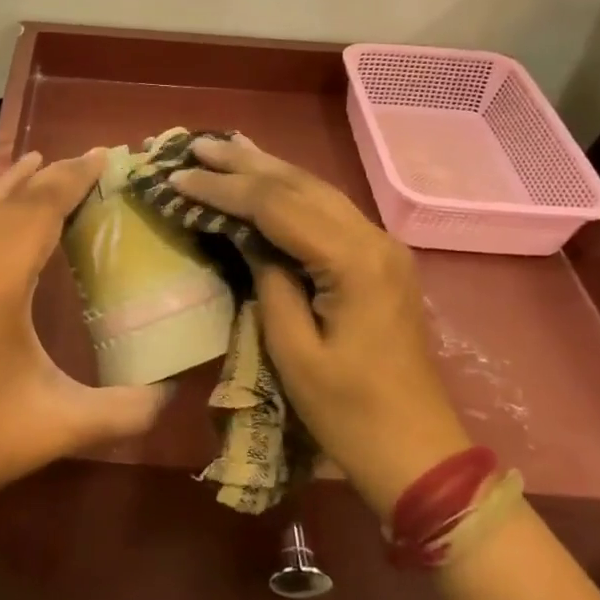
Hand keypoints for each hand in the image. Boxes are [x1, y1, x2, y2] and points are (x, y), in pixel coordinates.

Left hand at [0, 149, 170, 532]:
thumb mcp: (66, 424)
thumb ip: (130, 408)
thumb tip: (177, 394)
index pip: (42, 212)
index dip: (73, 179)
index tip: (102, 155)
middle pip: (10, 206)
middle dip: (50, 178)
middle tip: (83, 160)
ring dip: (4, 186)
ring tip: (33, 160)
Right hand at [169, 135, 470, 515]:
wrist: (420, 454)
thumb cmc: (350, 413)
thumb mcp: (294, 352)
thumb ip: (269, 283)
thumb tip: (248, 240)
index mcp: (353, 262)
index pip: (277, 206)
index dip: (225, 189)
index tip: (180, 177)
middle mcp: (373, 239)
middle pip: (300, 185)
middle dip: (244, 163)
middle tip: (196, 145)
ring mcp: (382, 247)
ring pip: (317, 191)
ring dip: (268, 169)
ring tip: (225, 148)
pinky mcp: (380, 261)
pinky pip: (329, 211)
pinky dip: (292, 191)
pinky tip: (270, 179)